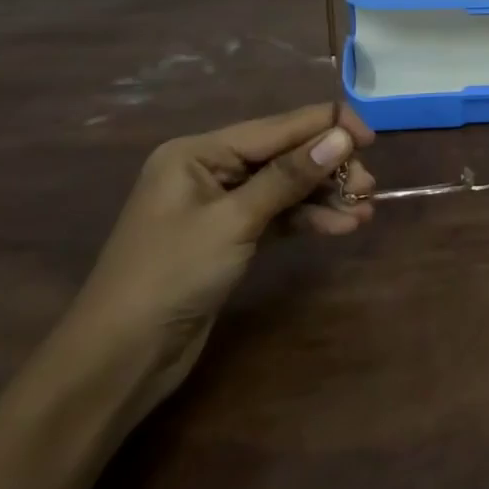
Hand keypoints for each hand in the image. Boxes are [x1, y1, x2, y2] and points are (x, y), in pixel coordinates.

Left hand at [55, 102, 377, 424]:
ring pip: (288, 185)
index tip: (371, 141)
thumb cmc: (169, 278)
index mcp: (200, 152)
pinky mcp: (231, 236)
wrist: (117, 362)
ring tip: (364, 209)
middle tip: (367, 188)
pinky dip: (310, 218)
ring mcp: (221, 204)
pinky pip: (280, 214)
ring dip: (326, 195)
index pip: (279, 126)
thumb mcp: (233, 221)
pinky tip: (343, 227)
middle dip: (329, 167)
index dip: (328, 127)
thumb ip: (290, 176)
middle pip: (287, 154)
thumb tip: (342, 137)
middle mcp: (211, 169)